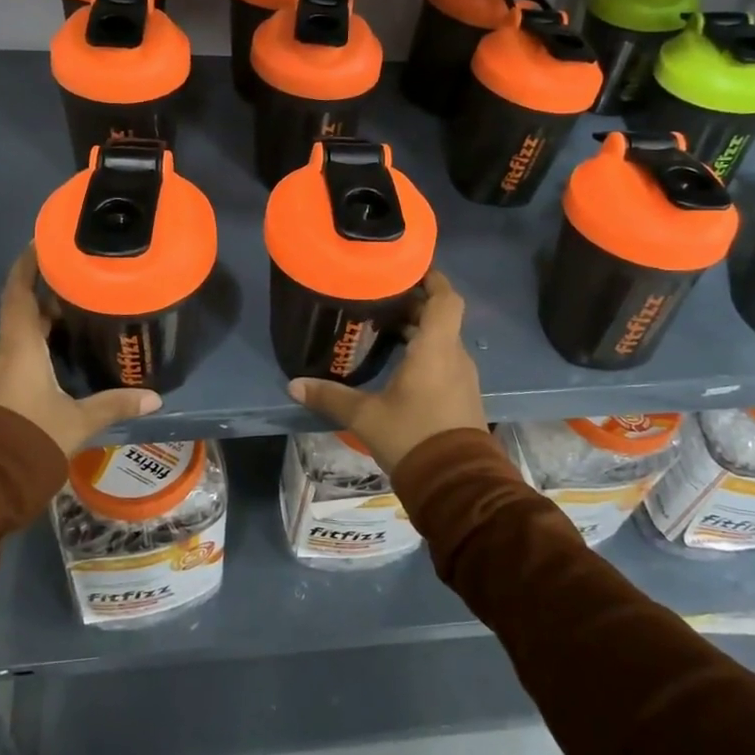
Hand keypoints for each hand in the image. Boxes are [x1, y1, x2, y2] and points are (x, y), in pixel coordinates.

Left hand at [0, 248, 161, 454]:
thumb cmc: (29, 441)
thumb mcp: (77, 423)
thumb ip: (113, 405)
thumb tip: (155, 399)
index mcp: (18, 347)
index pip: (19, 292)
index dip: (28, 265)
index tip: (40, 243)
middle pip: (21, 316)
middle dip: (48, 304)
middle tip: (80, 294)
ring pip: (14, 343)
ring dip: (38, 334)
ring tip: (72, 332)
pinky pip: (7, 363)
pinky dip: (28, 356)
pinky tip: (51, 370)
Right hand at [287, 271, 486, 477]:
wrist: (456, 486)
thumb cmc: (413, 437)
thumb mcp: (365, 417)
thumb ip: (330, 397)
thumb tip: (293, 385)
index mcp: (436, 349)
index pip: (446, 299)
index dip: (432, 278)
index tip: (409, 268)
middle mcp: (454, 357)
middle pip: (441, 317)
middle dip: (415, 304)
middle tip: (382, 298)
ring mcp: (462, 378)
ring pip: (443, 340)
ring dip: (420, 330)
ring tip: (385, 327)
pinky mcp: (462, 398)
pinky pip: (444, 361)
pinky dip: (425, 352)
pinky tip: (399, 364)